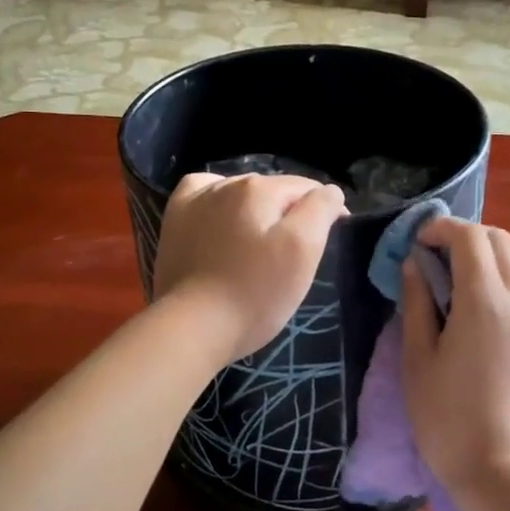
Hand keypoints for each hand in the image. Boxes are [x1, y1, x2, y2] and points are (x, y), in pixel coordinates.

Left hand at [153, 173, 346, 363]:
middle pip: (274, 190)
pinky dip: (218, 200)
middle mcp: (227, 184)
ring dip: (257, 209)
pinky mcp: (175, 220)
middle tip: (297, 251)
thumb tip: (329, 192)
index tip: (334, 237)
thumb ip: (319, 210)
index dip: (326, 210)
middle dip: (291, 211)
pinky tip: (221, 217)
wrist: (193, 326)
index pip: (308, 189)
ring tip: (261, 240)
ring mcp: (196, 200)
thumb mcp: (302, 251)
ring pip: (241, 192)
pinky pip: (202, 194)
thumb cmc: (255, 293)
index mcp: (261, 189)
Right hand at [401, 218, 509, 492]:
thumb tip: (416, 266)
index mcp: (484, 302)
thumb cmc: (447, 418)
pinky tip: (479, 345)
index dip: (442, 229)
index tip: (419, 243)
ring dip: (483, 271)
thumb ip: (417, 303)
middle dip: (468, 238)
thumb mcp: (418, 359)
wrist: (505, 474)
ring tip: (453, 305)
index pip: (471, 237)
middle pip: (501, 243)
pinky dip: (498, 304)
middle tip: (437, 261)